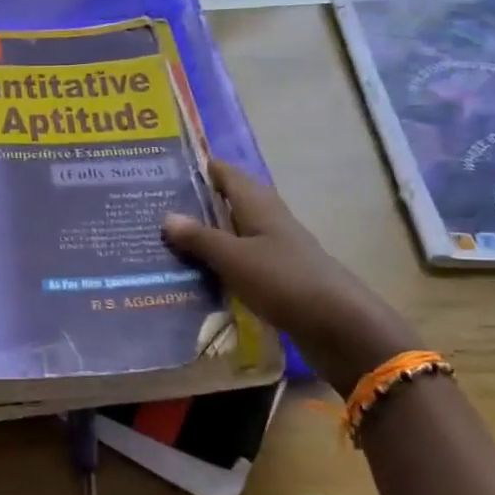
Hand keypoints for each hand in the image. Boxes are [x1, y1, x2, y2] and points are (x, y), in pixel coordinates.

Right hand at [162, 161, 418, 396]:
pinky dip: (218, 263)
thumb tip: (167, 216)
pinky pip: (240, 262)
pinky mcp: (278, 278)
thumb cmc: (284, 281)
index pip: (227, 174)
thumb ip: (201, 238)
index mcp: (259, 205)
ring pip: (234, 234)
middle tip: (155, 208)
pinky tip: (196, 275)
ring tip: (166, 242)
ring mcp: (276, 250)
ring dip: (207, 236)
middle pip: (230, 203)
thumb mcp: (235, 258)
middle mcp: (269, 221)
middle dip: (197, 204)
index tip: (165, 168)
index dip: (200, 168)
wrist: (339, 326)